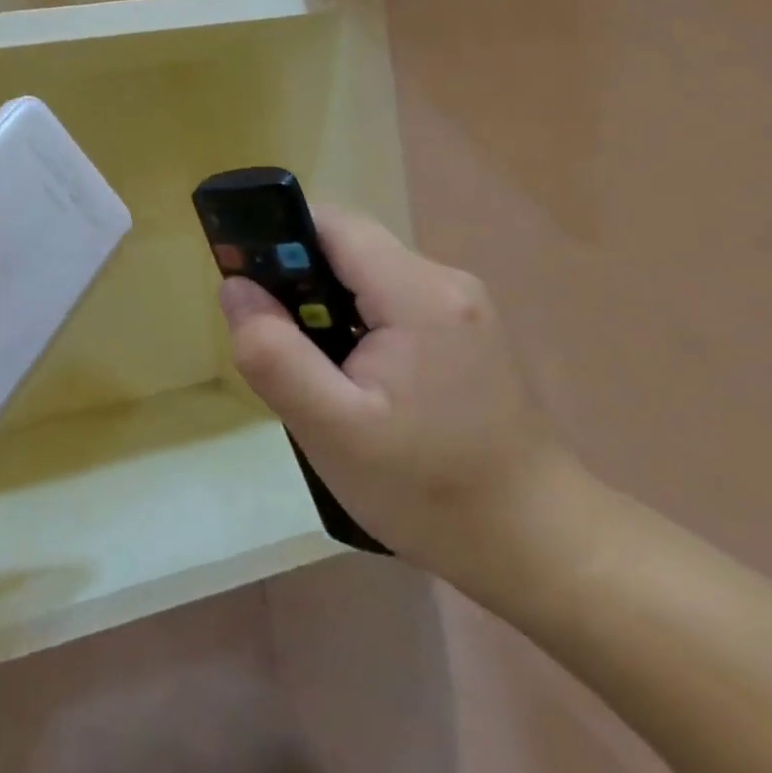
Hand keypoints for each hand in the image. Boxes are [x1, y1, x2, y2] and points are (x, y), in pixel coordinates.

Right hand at [218, 207, 580, 595]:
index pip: (332, 225)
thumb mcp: (333, 430)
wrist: (537, 548)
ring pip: (365, 279)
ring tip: (317, 379)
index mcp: (418, 293)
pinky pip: (389, 305)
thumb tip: (234, 287)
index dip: (278, 243)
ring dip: (326, 312)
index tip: (248, 288)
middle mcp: (446, 282)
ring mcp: (462, 307)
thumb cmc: (430, 492)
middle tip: (282, 353)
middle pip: (347, 250)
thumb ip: (274, 354)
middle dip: (299, 287)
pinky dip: (356, 329)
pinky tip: (356, 386)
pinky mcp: (465, 333)